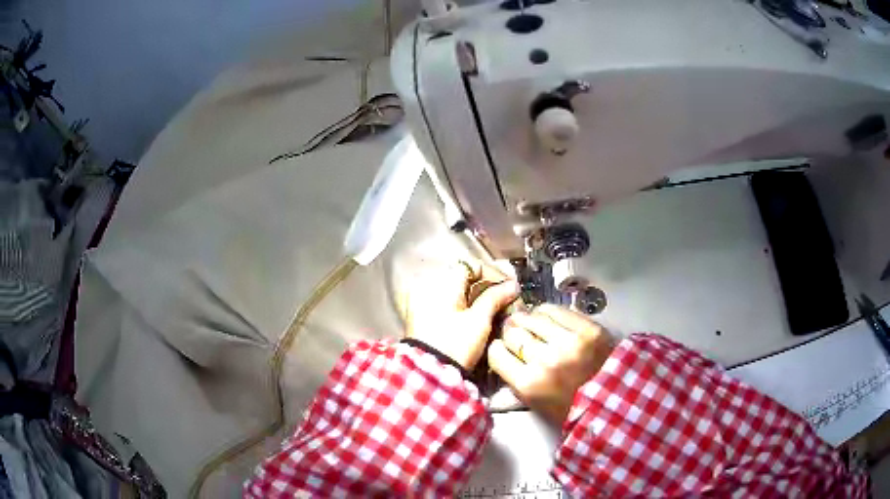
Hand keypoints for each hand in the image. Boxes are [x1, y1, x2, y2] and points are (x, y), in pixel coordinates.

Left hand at [405, 260, 519, 370]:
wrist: (429, 373)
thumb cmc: (455, 344)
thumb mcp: (479, 320)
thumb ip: (496, 298)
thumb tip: (513, 285)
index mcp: (442, 282)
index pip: (472, 265)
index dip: (494, 274)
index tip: (510, 288)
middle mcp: (430, 286)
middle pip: (465, 278)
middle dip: (488, 288)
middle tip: (506, 300)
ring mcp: (424, 301)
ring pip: (458, 291)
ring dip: (478, 298)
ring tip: (496, 311)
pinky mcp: (423, 316)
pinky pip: (448, 303)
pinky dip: (465, 307)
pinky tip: (480, 319)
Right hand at [488, 304, 614, 424]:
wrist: (613, 401)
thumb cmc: (570, 408)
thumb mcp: (535, 404)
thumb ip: (515, 380)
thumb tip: (503, 355)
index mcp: (529, 384)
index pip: (497, 354)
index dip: (497, 349)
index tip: (502, 348)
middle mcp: (544, 360)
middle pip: (513, 333)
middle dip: (511, 332)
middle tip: (516, 334)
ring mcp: (568, 342)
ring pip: (532, 318)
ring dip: (527, 319)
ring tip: (530, 322)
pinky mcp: (587, 329)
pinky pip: (556, 310)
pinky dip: (547, 312)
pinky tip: (546, 316)